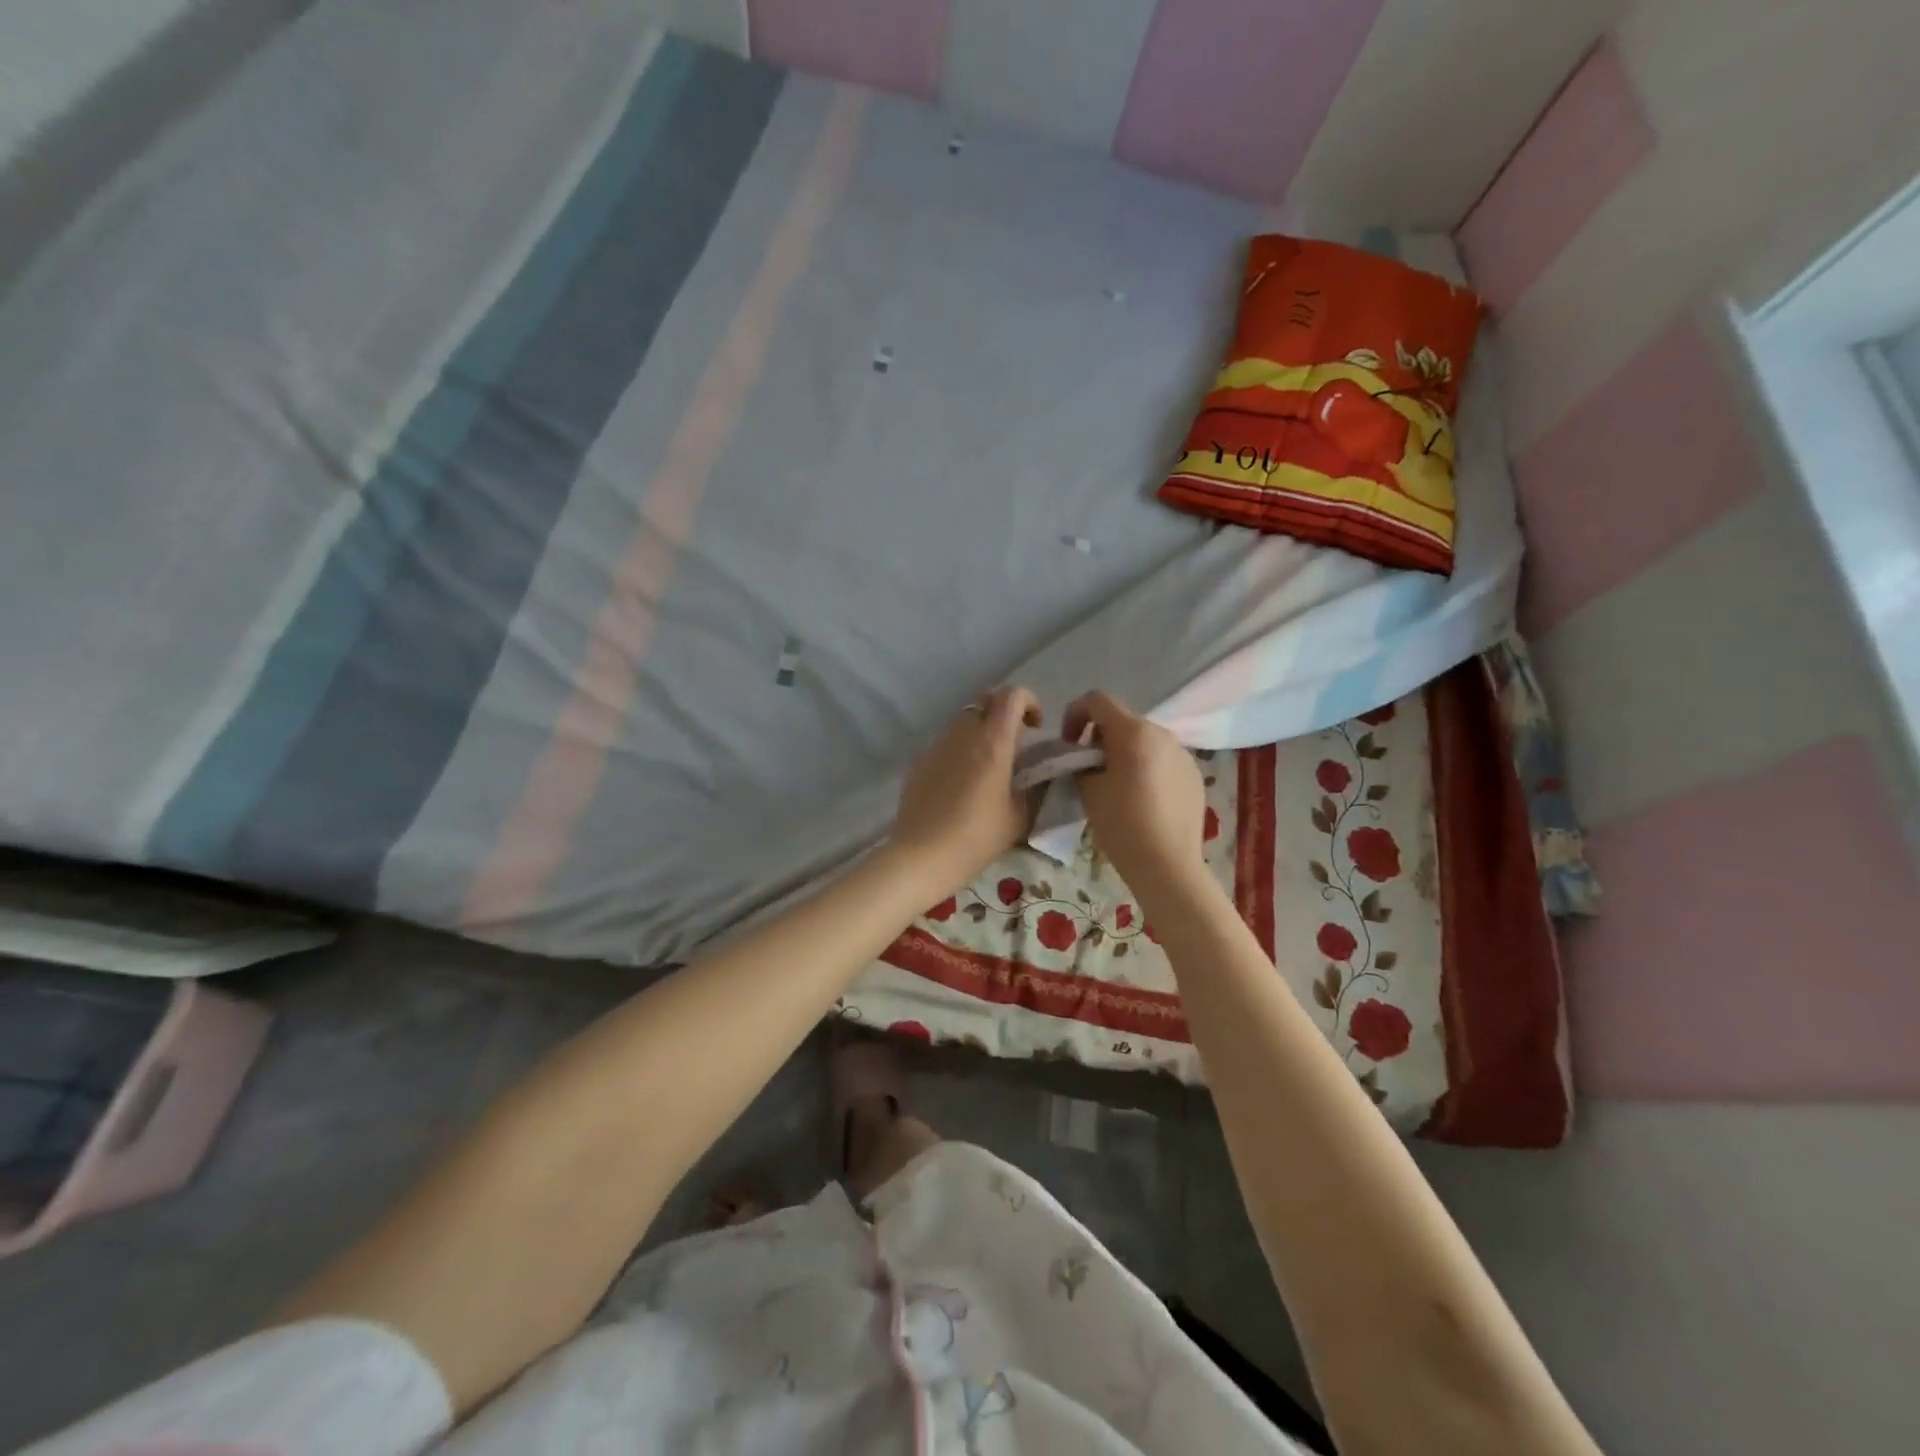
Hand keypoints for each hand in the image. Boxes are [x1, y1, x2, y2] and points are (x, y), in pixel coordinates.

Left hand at [889, 685, 1041, 893]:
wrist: (920, 857)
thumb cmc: (976, 838)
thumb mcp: (1018, 818)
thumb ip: (1034, 788)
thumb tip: (1041, 775)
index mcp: (992, 742)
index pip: (1011, 695)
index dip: (1028, 701)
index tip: (1035, 727)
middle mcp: (963, 734)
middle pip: (985, 701)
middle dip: (1003, 713)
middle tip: (1014, 744)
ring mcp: (937, 745)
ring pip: (963, 721)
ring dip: (980, 732)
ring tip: (988, 767)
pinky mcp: (919, 761)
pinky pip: (945, 744)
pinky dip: (960, 751)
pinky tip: (961, 785)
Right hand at [1062, 691, 1206, 889]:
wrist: (1167, 865)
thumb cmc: (1122, 824)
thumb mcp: (1088, 790)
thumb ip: (1082, 763)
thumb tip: (1087, 759)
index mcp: (1133, 732)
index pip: (1097, 700)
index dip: (1075, 714)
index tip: (1069, 743)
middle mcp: (1162, 733)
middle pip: (1123, 720)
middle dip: (1100, 737)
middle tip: (1088, 767)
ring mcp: (1183, 754)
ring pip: (1144, 741)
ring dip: (1124, 752)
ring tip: (1115, 785)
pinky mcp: (1194, 775)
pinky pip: (1162, 760)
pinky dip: (1146, 768)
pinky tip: (1141, 801)